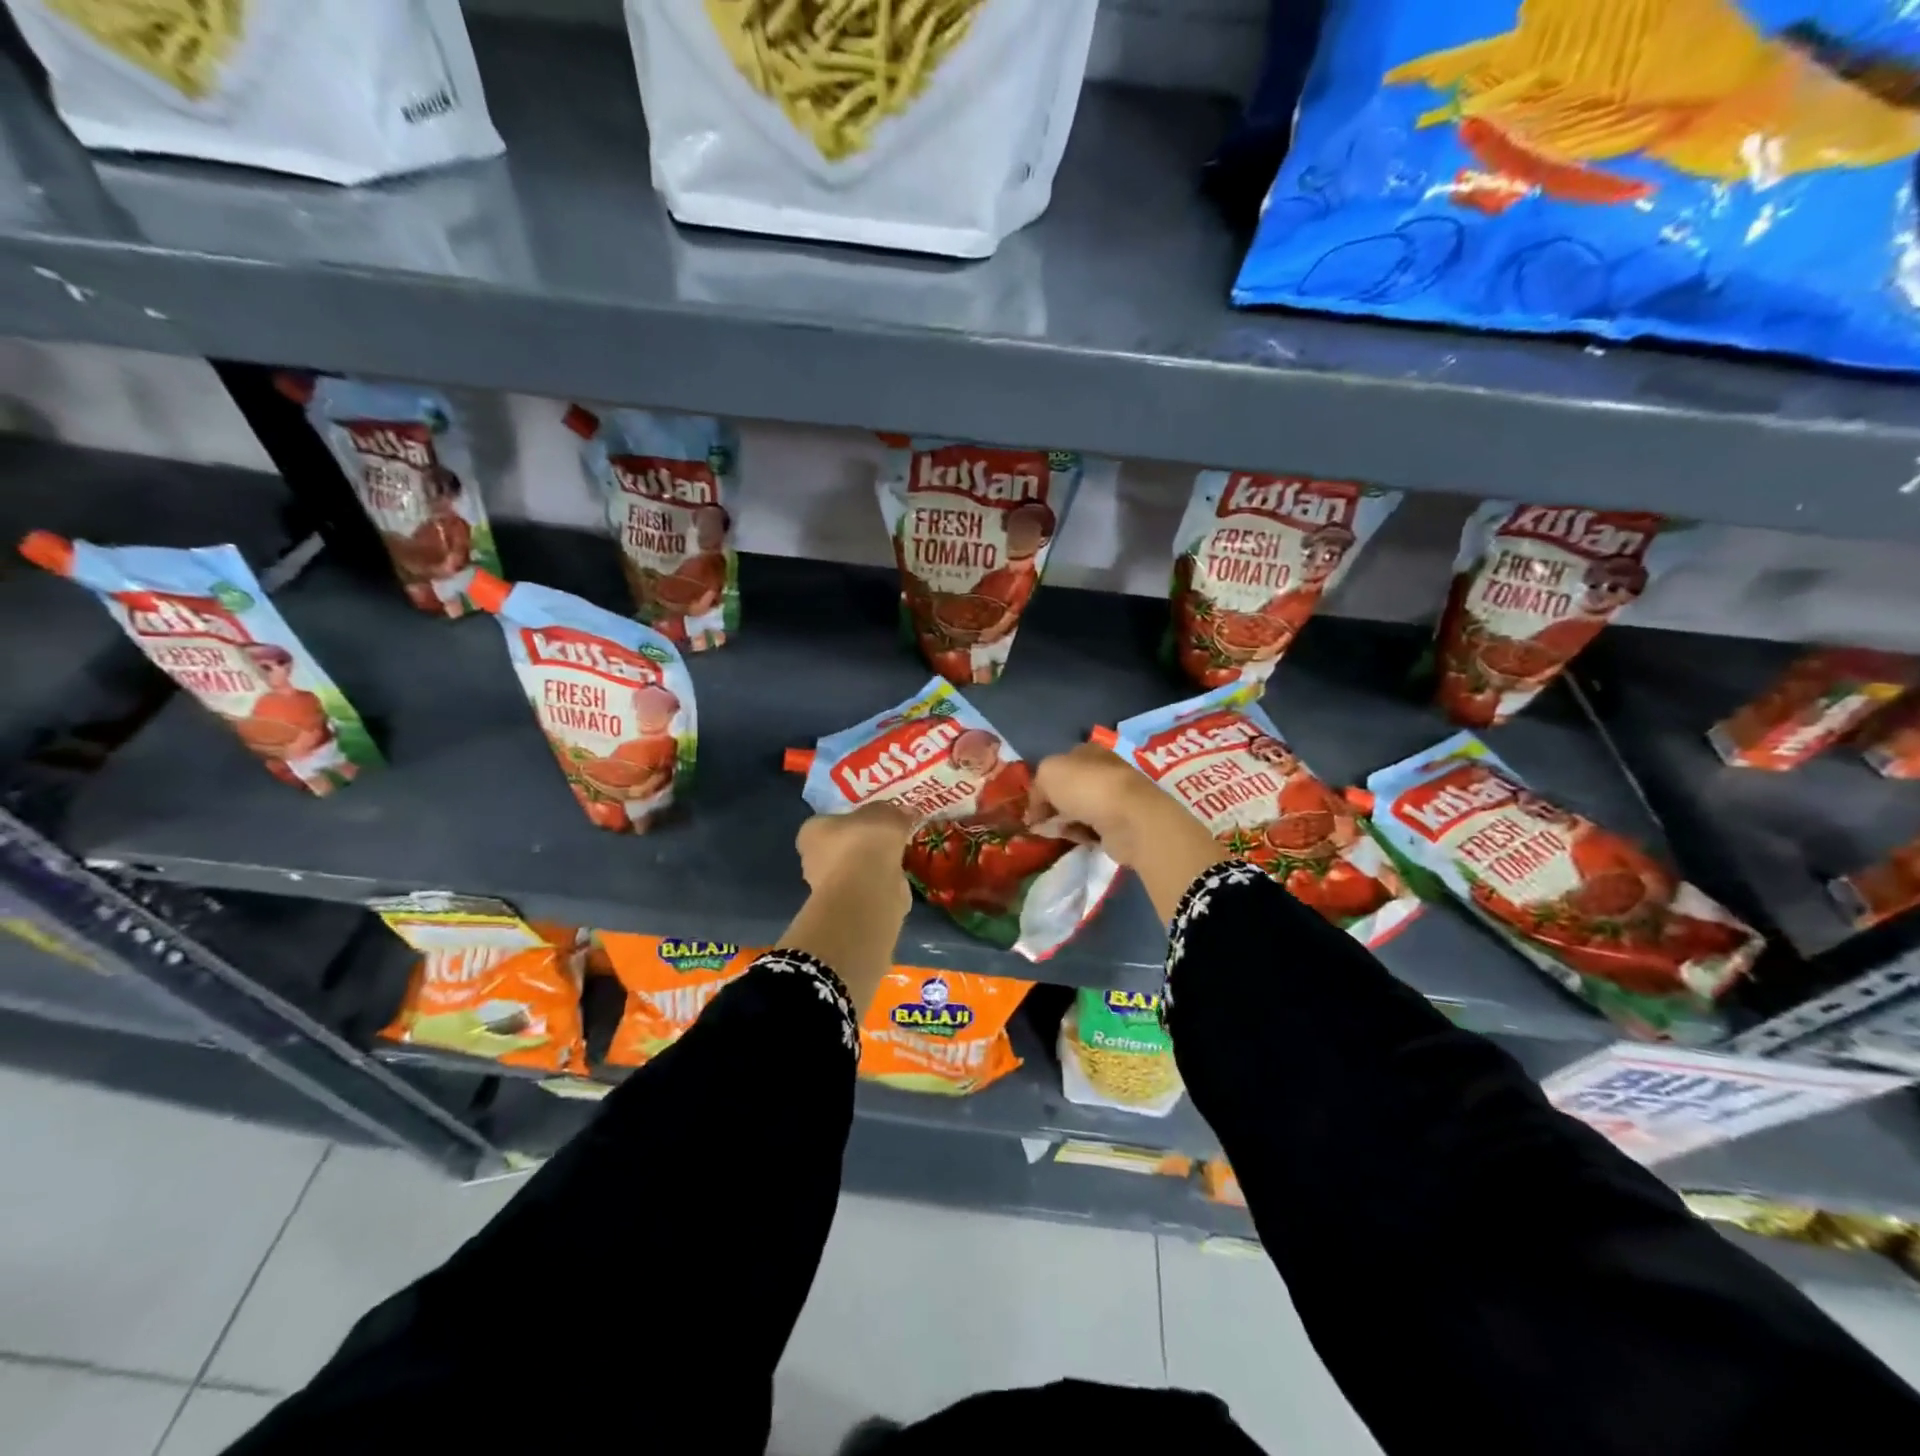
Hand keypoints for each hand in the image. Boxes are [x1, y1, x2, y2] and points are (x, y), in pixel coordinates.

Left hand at [784, 801, 916, 1010]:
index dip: (850, 821)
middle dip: (861, 847)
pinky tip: (897, 881)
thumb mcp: (885, 814)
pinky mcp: (846, 910)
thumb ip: (894, 812)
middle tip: (888, 840)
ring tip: (898, 860)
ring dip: (872, 869)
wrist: (867, 890)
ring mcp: (828, 889)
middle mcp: (812, 860)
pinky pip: (866, 891)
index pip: (828, 823)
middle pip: (839, 849)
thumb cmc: (865, 842)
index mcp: (812, 832)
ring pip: (854, 872)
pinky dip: (880, 887)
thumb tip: (908, 812)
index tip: (872, 822)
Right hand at [1027, 744, 1169, 865]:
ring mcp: (1113, 799)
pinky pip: (1091, 830)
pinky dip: (1080, 835)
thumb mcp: (1047, 773)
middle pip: (1068, 790)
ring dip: (1064, 823)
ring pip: (1078, 811)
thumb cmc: (1085, 786)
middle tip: (1036, 822)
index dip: (1042, 784)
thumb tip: (1035, 811)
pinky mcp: (1119, 824)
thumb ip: (1036, 787)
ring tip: (1052, 833)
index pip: (1060, 765)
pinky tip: (1074, 839)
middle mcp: (1102, 772)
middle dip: (1051, 806)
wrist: (1128, 818)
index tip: (1028, 804)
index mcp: (1088, 751)